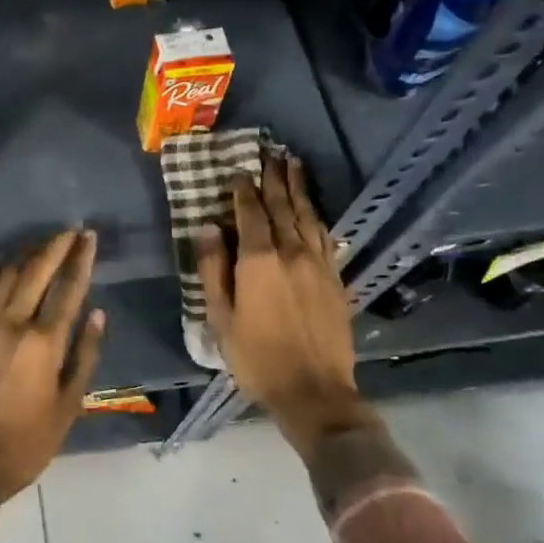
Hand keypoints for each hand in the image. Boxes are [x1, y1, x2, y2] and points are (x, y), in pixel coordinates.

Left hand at [0, 229, 105, 498]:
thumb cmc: (28, 440)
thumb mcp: (69, 405)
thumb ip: (84, 355)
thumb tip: (97, 313)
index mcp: (43, 343)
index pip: (68, 289)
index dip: (81, 260)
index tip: (89, 237)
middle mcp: (12, 325)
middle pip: (35, 272)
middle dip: (55, 247)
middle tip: (69, 231)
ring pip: (4, 276)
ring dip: (24, 255)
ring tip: (40, 244)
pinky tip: (0, 268)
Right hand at [195, 155, 376, 448]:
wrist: (315, 391)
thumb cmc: (257, 357)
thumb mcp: (220, 317)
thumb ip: (213, 269)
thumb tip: (207, 227)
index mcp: (259, 260)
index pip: (250, 212)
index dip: (242, 189)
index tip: (237, 170)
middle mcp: (292, 253)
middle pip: (282, 206)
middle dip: (274, 177)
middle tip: (270, 151)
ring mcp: (319, 264)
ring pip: (307, 216)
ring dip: (298, 188)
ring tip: (292, 164)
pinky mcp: (336, 279)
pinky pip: (326, 237)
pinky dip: (316, 217)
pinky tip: (313, 209)